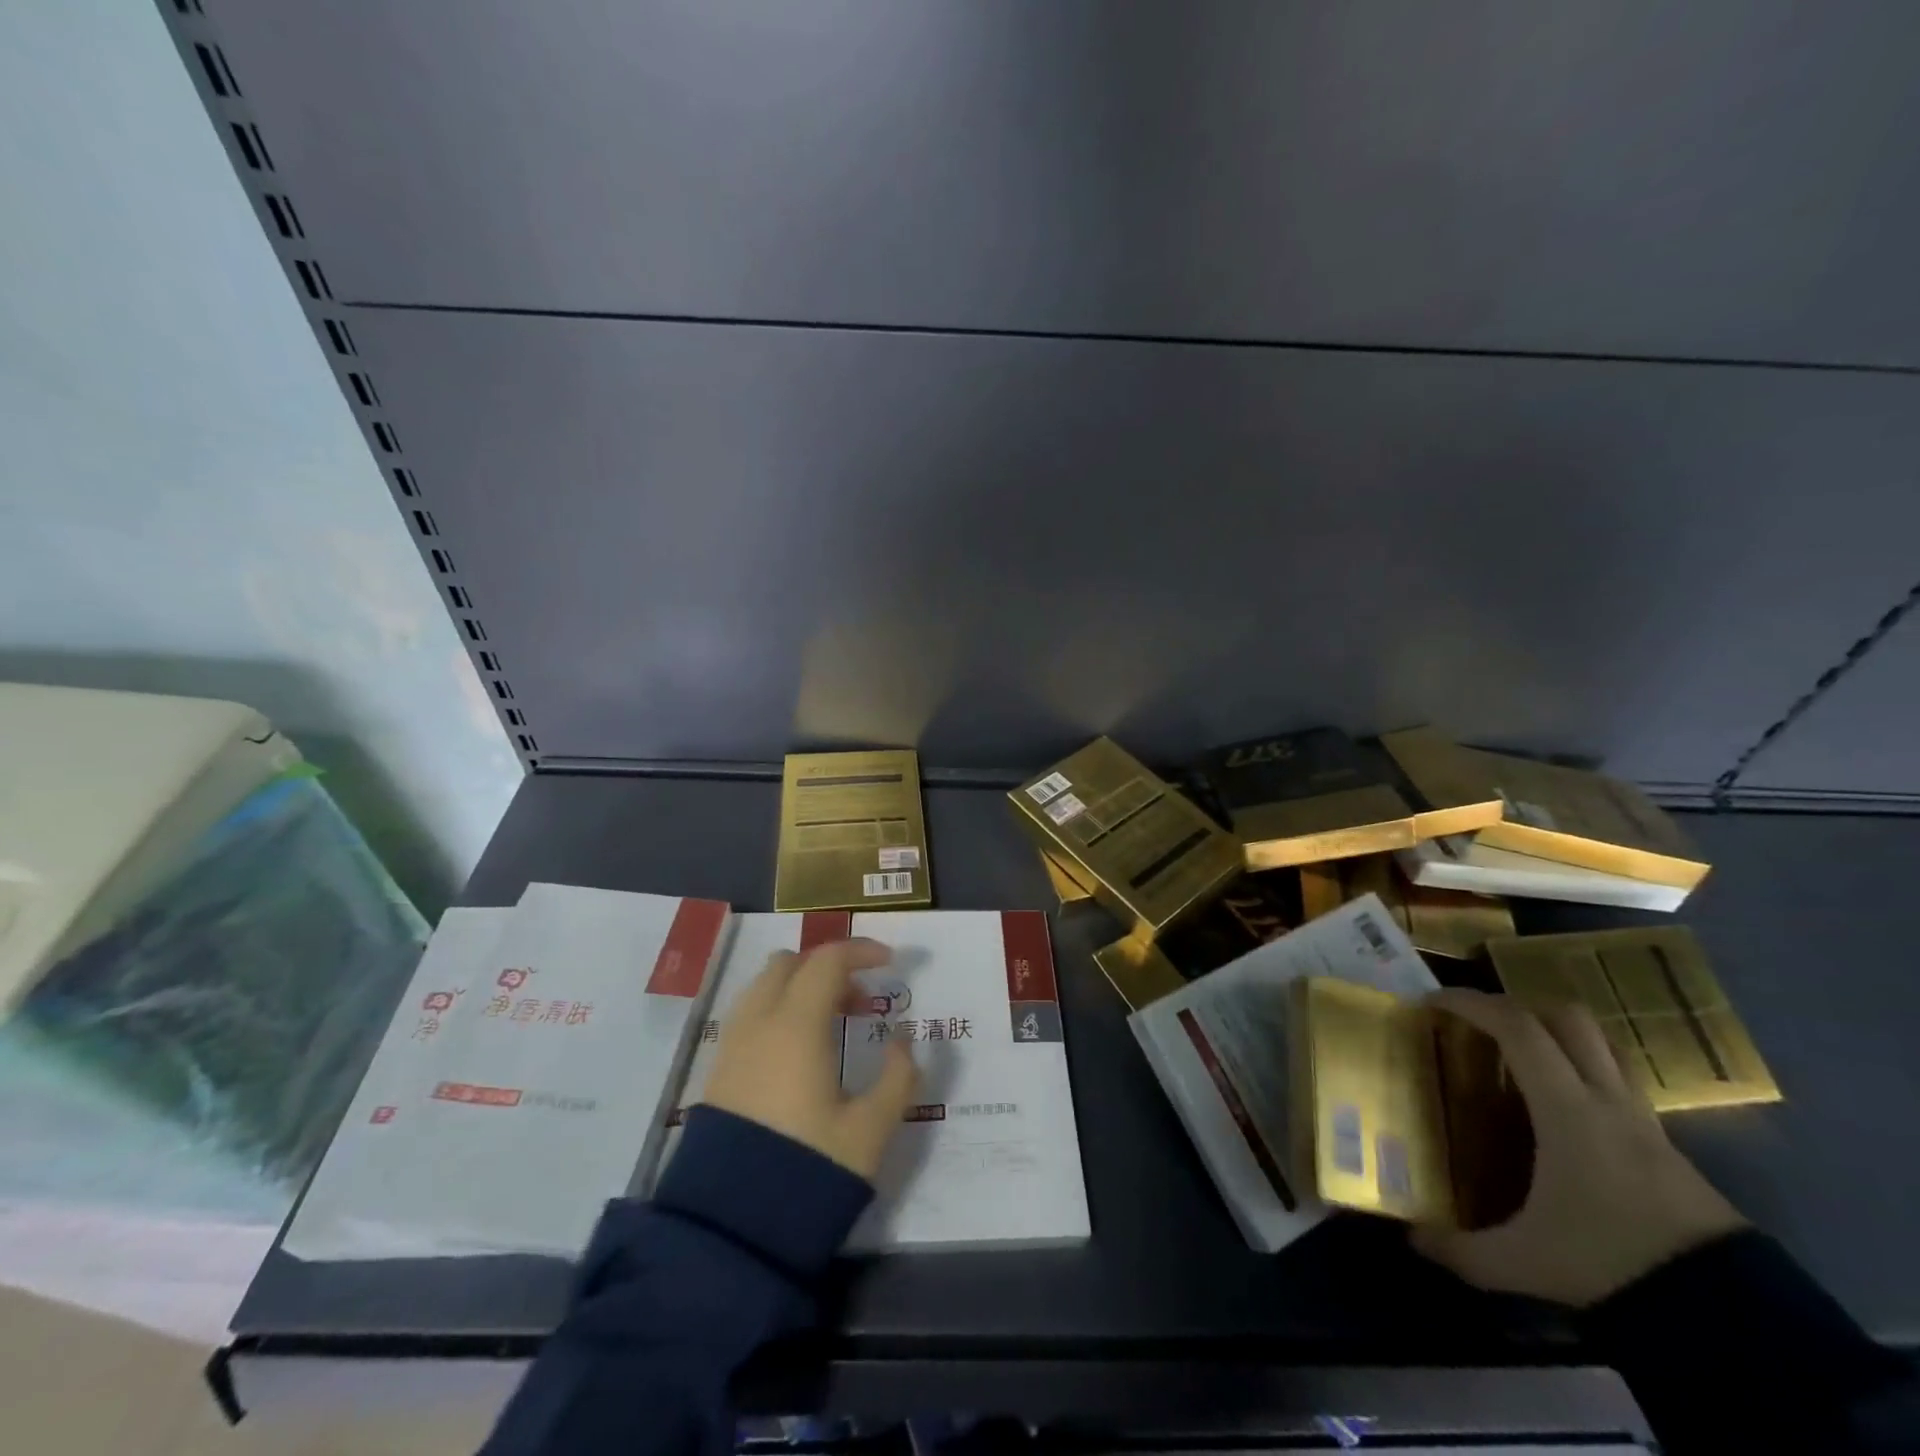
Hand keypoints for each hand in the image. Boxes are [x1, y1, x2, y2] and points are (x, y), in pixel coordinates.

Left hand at [699, 937, 918, 1181]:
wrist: (731, 1228)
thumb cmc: (809, 1168)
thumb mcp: (871, 1129)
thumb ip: (899, 1077)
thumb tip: (904, 1041)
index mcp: (797, 1025)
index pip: (827, 961)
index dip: (861, 951)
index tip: (890, 962)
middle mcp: (759, 1022)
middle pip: (790, 963)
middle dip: (828, 967)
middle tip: (860, 999)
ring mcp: (733, 1045)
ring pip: (764, 986)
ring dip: (800, 987)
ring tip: (831, 1024)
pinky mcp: (717, 1071)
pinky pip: (749, 1015)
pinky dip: (777, 1010)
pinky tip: (798, 1052)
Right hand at [1411, 988, 1747, 1307]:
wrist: (1734, 1320)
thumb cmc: (1613, 1264)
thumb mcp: (1525, 1263)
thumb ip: (1462, 1250)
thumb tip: (1412, 1240)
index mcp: (1568, 1110)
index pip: (1517, 1028)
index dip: (1472, 1004)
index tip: (1434, 1001)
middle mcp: (1607, 1101)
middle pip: (1568, 1019)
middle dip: (1517, 1007)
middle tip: (1478, 1024)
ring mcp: (1644, 1122)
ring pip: (1601, 1045)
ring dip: (1556, 1034)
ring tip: (1518, 1055)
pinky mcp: (1668, 1147)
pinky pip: (1617, 1082)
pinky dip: (1582, 1072)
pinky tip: (1559, 1107)